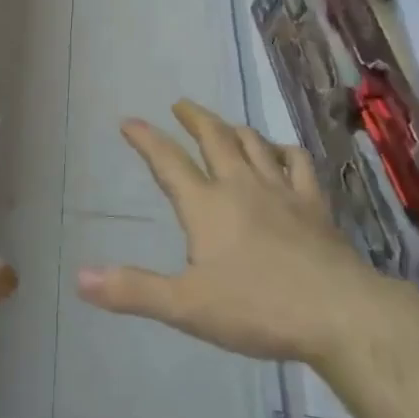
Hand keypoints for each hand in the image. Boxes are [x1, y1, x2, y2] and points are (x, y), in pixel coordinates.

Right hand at [77, 100, 375, 362]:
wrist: (338, 313)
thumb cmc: (257, 308)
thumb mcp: (186, 306)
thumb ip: (134, 290)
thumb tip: (80, 278)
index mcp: (206, 205)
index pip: (168, 163)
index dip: (146, 139)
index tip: (129, 121)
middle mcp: (240, 186)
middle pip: (214, 139)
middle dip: (194, 118)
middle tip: (180, 104)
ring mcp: (281, 191)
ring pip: (253, 144)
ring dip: (233, 128)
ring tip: (223, 123)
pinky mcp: (314, 204)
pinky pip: (296, 163)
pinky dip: (283, 150)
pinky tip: (279, 151)